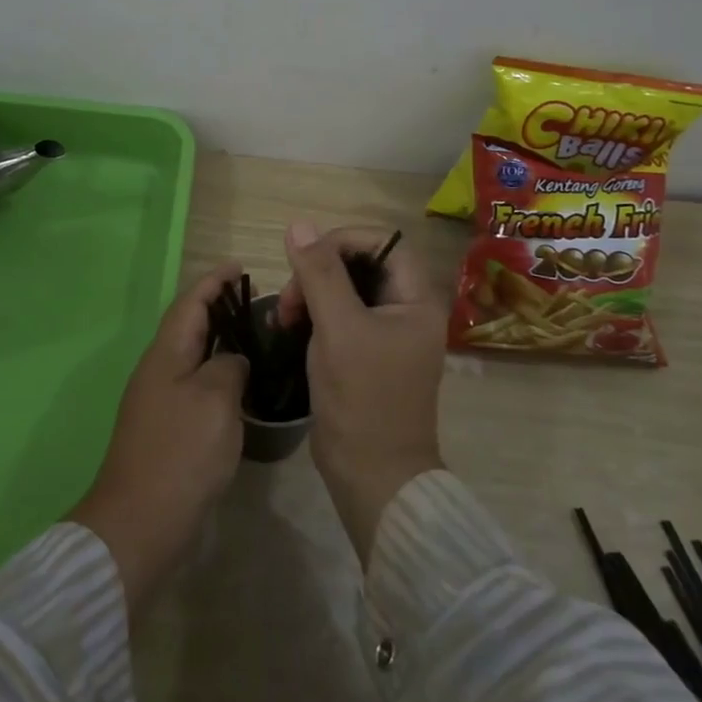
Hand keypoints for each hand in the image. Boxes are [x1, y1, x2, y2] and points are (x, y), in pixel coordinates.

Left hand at [69, 266, 247, 614]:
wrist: (142, 523)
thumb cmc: (181, 452)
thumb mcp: (215, 399)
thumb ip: (229, 366)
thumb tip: (232, 361)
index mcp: (166, 354)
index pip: (191, 302)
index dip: (214, 281)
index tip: (240, 266)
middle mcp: (159, 370)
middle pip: (189, 326)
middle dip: (219, 308)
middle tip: (257, 302)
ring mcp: (160, 402)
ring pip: (193, 357)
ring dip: (220, 342)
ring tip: (257, 338)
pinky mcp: (168, 430)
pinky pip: (196, 386)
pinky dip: (219, 375)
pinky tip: (243, 387)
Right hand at [278, 223, 445, 565]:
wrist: (372, 476)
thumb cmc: (363, 399)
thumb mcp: (338, 329)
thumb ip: (319, 274)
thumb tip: (298, 225)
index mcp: (416, 300)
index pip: (383, 242)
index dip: (342, 241)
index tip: (306, 259)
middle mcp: (406, 311)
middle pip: (360, 264)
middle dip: (319, 271)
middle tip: (291, 299)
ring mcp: (386, 334)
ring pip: (345, 289)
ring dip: (311, 294)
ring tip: (285, 318)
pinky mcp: (366, 353)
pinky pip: (339, 316)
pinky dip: (314, 316)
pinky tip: (290, 330)